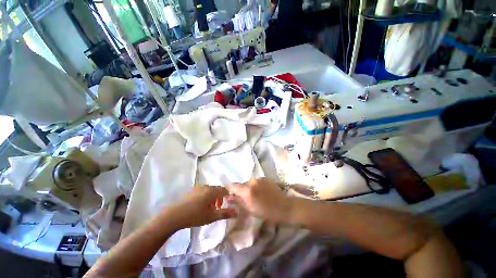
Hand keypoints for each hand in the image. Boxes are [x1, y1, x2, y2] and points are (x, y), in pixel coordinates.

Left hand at [165, 185, 235, 228]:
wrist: (173, 216)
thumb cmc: (194, 216)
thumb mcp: (211, 216)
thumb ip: (225, 213)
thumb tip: (236, 212)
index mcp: (212, 191)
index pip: (224, 190)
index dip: (227, 196)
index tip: (226, 205)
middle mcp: (206, 186)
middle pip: (217, 189)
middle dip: (219, 198)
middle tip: (216, 208)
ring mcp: (197, 187)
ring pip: (209, 190)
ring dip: (212, 197)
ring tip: (208, 208)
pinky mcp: (191, 190)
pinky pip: (202, 191)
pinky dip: (205, 196)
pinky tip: (199, 206)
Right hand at [226, 178, 292, 223]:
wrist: (284, 207)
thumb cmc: (266, 213)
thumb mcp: (250, 210)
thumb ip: (238, 201)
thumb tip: (228, 197)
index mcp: (247, 190)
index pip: (233, 185)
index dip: (230, 189)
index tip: (231, 194)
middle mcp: (252, 181)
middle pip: (242, 184)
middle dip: (242, 190)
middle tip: (246, 199)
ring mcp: (259, 178)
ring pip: (250, 183)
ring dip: (250, 188)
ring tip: (256, 196)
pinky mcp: (265, 178)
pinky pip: (257, 181)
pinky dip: (257, 186)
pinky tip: (262, 192)